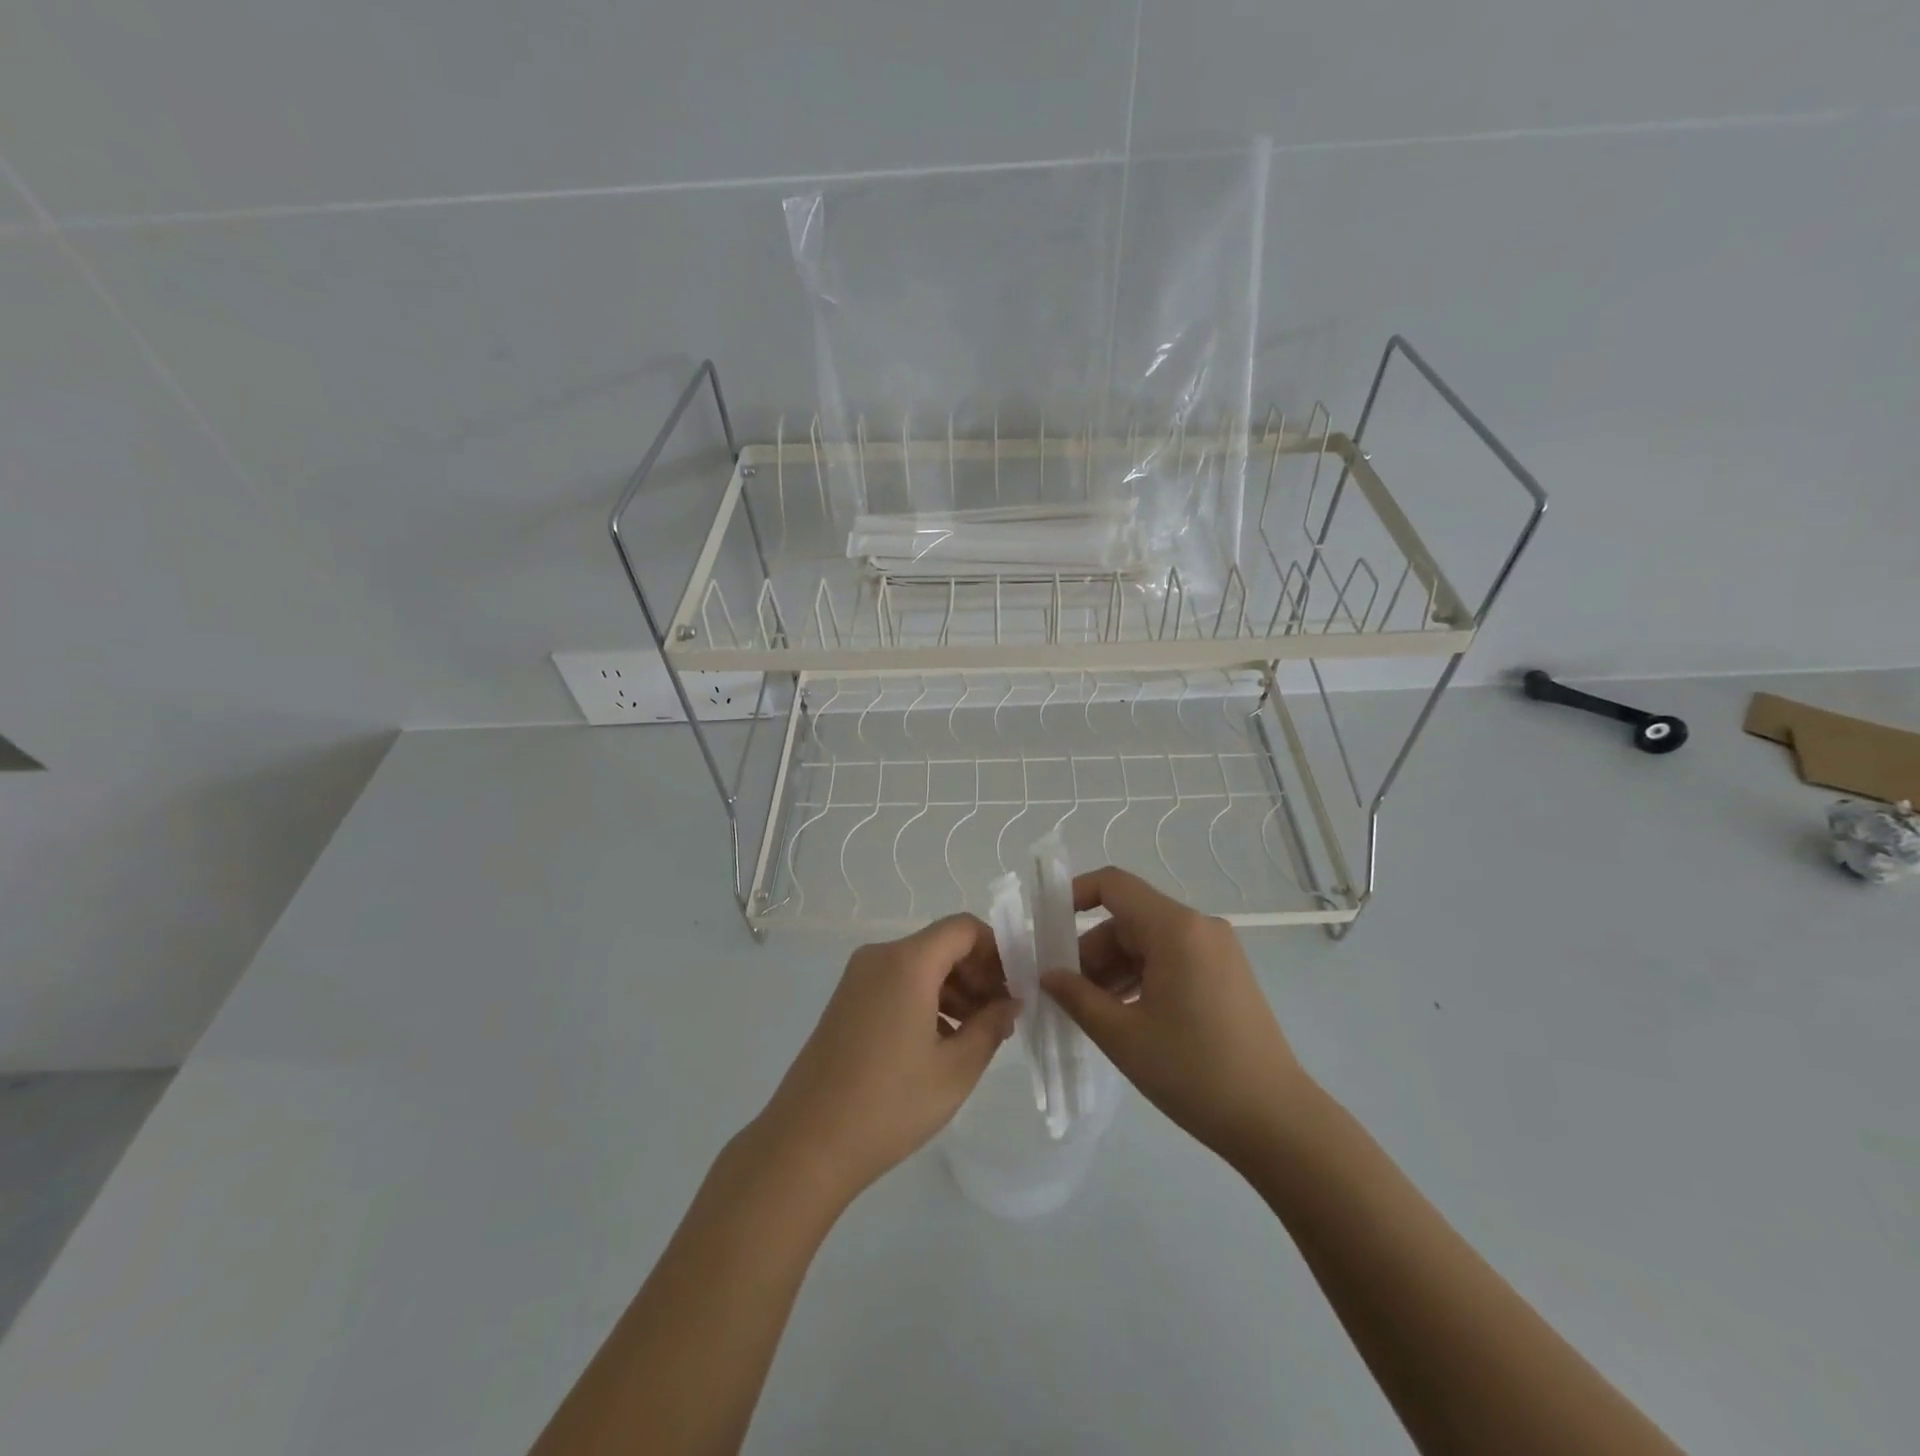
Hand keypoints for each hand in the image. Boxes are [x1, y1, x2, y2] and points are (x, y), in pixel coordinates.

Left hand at [753, 915, 1018, 1205]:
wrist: (807, 1143)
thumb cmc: (890, 1104)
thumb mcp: (955, 1069)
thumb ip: (991, 1026)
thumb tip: (1010, 1002)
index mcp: (907, 962)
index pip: (964, 928)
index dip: (997, 950)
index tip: (1016, 987)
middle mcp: (880, 957)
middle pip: (942, 945)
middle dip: (978, 973)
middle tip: (1002, 1017)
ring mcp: (858, 978)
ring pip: (920, 965)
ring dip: (954, 989)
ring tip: (977, 1034)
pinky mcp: (846, 1001)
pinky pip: (897, 983)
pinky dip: (926, 999)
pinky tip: (941, 1041)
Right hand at [1040, 867, 1308, 1166]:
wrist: (1276, 1121)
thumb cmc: (1194, 1072)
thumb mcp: (1123, 1035)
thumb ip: (1077, 997)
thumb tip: (1048, 975)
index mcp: (1175, 929)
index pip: (1114, 885)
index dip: (1074, 895)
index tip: (1045, 927)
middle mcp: (1199, 927)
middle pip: (1128, 919)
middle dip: (1091, 950)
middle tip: (1064, 991)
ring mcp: (1216, 951)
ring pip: (1148, 943)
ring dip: (1114, 969)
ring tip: (1090, 1011)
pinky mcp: (1225, 974)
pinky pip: (1170, 960)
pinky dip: (1141, 978)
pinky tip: (1124, 1015)